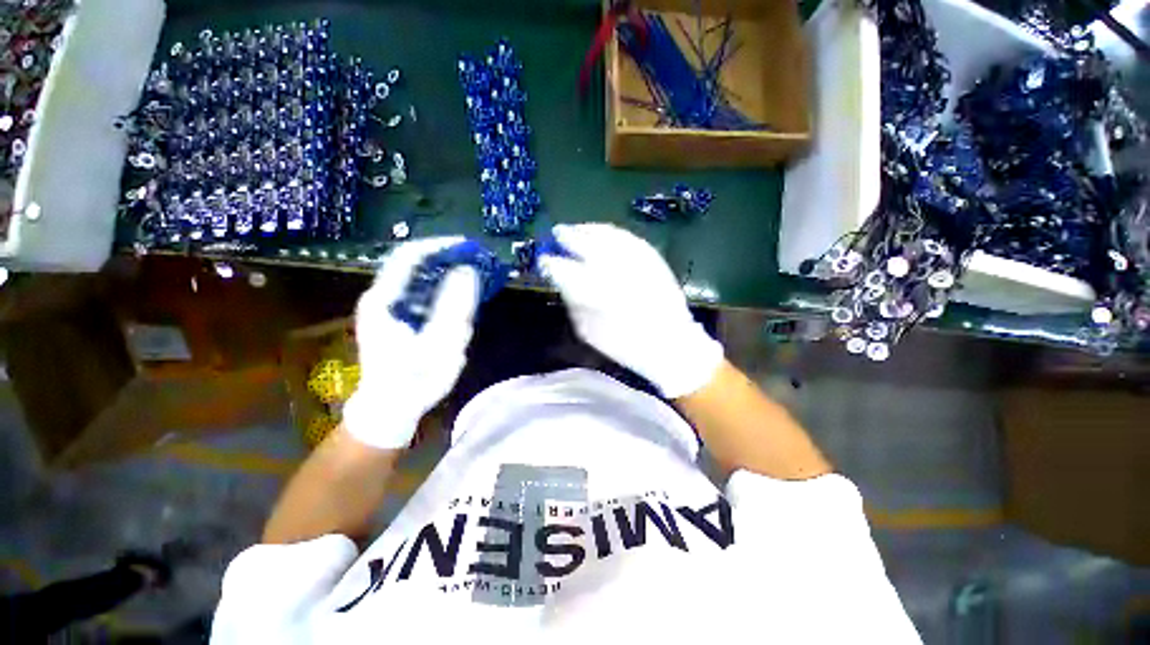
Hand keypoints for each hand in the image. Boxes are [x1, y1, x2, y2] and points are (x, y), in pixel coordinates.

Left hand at [342, 237, 478, 448]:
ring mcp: (389, 306)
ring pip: (419, 276)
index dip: (440, 246)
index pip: (410, 256)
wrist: (390, 407)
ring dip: (447, 271)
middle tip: (477, 261)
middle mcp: (382, 296)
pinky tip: (461, 295)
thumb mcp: (439, 344)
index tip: (469, 247)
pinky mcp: (398, 316)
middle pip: (414, 262)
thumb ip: (454, 306)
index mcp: (384, 300)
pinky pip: (423, 291)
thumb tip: (468, 271)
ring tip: (474, 275)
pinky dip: (443, 287)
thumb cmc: (413, 379)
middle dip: (447, 258)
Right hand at [539, 223, 722, 398]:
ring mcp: (633, 260)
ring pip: (604, 234)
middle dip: (566, 237)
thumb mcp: (588, 331)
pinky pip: (625, 236)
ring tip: (575, 229)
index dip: (551, 262)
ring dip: (586, 230)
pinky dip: (608, 231)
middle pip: (583, 244)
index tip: (544, 260)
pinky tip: (600, 231)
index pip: (563, 269)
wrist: (669, 342)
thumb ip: (573, 301)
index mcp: (593, 292)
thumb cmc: (624, 344)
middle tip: (556, 234)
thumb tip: (561, 279)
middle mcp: (611, 269)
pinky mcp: (650, 256)